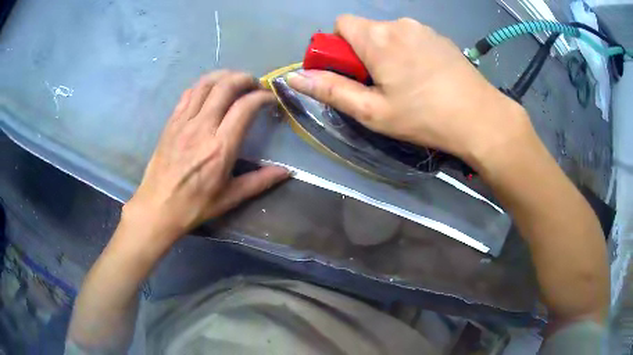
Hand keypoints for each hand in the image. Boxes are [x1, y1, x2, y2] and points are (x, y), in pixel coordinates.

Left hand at [124, 71, 289, 241]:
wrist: (158, 207)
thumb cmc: (194, 205)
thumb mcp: (230, 197)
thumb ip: (260, 181)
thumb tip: (286, 172)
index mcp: (221, 147)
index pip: (245, 107)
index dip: (262, 96)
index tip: (270, 98)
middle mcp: (202, 127)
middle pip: (225, 86)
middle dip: (245, 79)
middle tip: (255, 85)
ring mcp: (184, 122)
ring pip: (205, 84)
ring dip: (224, 76)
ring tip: (235, 81)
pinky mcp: (171, 122)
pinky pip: (188, 94)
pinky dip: (203, 85)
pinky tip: (210, 91)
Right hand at [287, 15, 530, 166]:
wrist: (481, 118)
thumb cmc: (424, 117)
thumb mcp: (372, 111)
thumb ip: (331, 91)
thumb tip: (295, 77)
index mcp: (377, 37)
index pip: (341, 24)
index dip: (338, 46)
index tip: (350, 71)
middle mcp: (399, 24)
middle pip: (366, 29)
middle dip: (363, 52)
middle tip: (380, 85)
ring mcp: (423, 28)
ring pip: (390, 34)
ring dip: (387, 52)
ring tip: (406, 84)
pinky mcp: (440, 37)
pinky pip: (412, 38)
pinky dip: (408, 52)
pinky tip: (426, 77)